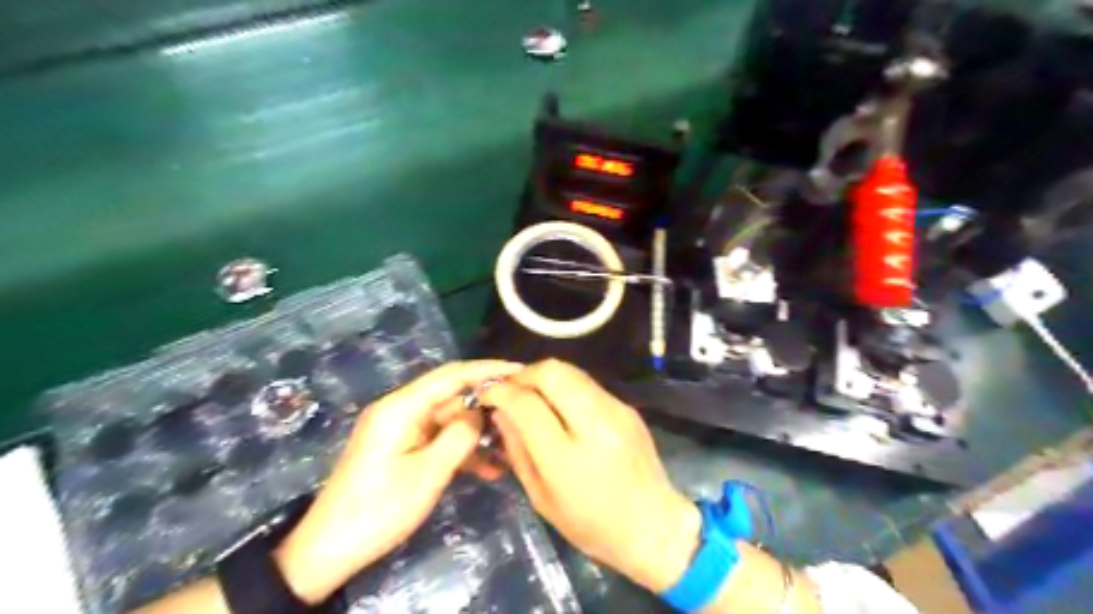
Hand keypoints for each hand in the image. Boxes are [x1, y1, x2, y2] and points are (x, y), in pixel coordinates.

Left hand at [272, 360, 519, 602]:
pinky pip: (437, 438)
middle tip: (523, 414)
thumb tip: (481, 411)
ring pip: (449, 419)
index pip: (452, 375)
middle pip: (452, 396)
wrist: (329, 549)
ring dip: (476, 434)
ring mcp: (400, 428)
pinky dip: (460, 449)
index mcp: (401, 407)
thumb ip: (460, 436)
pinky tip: (487, 468)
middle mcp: (400, 409)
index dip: (488, 370)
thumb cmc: (380, 509)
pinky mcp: (401, 446)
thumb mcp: (428, 473)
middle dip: (486, 405)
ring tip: (510, 449)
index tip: (520, 371)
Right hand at [480, 362, 699, 592]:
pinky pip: (587, 383)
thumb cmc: (592, 525)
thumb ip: (518, 450)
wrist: (654, 526)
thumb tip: (501, 412)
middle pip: (552, 373)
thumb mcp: (542, 497)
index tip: (487, 393)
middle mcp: (594, 424)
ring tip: (530, 392)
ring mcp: (615, 410)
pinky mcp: (627, 407)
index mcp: (568, 458)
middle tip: (509, 387)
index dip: (501, 392)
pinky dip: (564, 385)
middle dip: (523, 374)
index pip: (526, 404)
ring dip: (543, 376)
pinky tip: (557, 403)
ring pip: (571, 371)